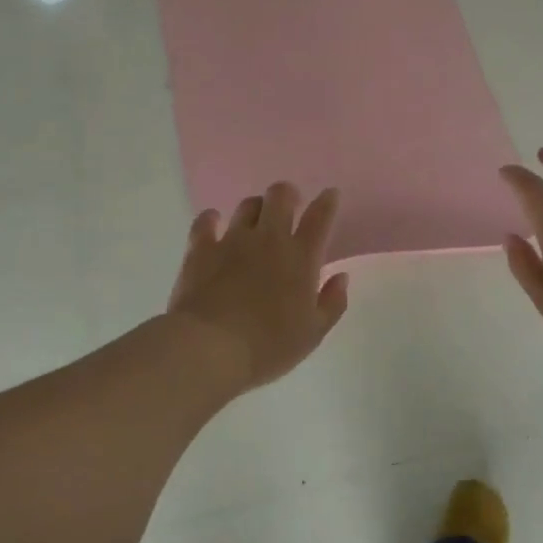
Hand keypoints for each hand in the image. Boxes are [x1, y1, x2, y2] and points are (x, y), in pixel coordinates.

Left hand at [167, 183, 349, 392]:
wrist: (210, 348)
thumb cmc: (268, 346)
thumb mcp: (312, 333)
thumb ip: (332, 302)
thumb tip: (341, 277)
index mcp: (301, 258)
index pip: (319, 218)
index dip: (327, 202)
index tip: (330, 194)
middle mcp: (269, 240)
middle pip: (280, 197)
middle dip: (287, 195)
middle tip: (289, 206)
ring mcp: (232, 241)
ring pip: (247, 205)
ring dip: (255, 208)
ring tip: (255, 220)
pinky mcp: (201, 249)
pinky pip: (206, 221)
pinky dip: (211, 219)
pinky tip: (213, 222)